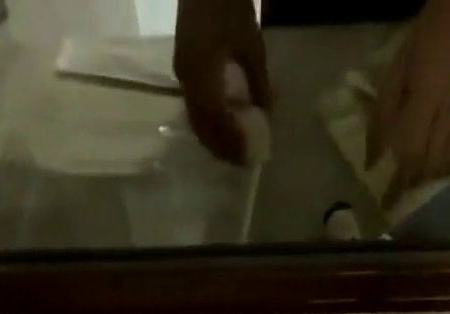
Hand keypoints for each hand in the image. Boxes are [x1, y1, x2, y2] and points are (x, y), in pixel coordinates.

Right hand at [174, 0, 271, 165]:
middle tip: (242, 161)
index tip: (247, 157)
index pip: (215, 121)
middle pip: (202, 127)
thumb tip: (267, 116)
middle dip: (222, 147)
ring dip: (215, 139)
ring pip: (196, 120)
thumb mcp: (251, 43)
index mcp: (202, 72)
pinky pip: (194, 108)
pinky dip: (209, 124)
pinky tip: (224, 127)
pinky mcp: (183, 69)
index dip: (230, 142)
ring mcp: (182, 75)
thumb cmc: (229, 3)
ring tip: (234, 150)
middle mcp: (187, 79)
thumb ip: (259, 83)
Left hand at [367, 0, 449, 204]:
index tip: (387, 204)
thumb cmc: (425, 39)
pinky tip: (443, 167)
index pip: (411, 154)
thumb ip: (381, 119)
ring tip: (420, 179)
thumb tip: (371, 164)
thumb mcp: (395, 73)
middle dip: (414, 182)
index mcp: (427, 96)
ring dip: (432, 176)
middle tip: (402, 192)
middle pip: (430, 163)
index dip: (399, 184)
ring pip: (449, 161)